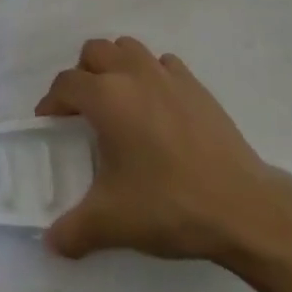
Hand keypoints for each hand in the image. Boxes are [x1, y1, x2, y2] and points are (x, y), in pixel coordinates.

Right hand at [35, 37, 291, 268]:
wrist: (241, 206)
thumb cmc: (169, 205)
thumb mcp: (112, 223)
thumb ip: (72, 231)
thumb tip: (51, 243)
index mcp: (107, 97)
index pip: (66, 84)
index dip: (52, 102)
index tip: (50, 125)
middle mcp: (134, 73)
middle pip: (95, 52)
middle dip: (82, 75)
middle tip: (83, 113)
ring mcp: (168, 74)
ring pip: (129, 48)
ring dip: (115, 66)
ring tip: (118, 104)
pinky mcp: (196, 85)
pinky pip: (163, 64)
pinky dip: (151, 76)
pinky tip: (157, 110)